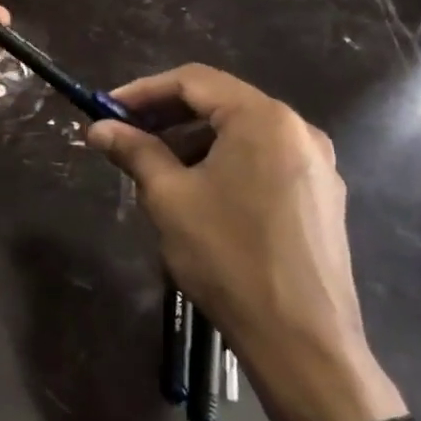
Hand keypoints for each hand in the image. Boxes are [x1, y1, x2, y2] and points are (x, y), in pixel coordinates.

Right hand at [89, 65, 401, 420]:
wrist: (301, 339)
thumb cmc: (227, 256)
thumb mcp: (169, 197)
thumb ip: (134, 151)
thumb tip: (98, 127)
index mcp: (263, 119)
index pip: (193, 81)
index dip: (143, 90)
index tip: (107, 109)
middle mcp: (298, 130)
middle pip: (221, 103)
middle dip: (167, 116)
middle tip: (124, 135)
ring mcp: (317, 165)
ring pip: (242, 134)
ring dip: (193, 141)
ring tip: (155, 168)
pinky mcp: (321, 197)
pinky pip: (263, 160)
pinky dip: (224, 162)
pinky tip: (198, 193)